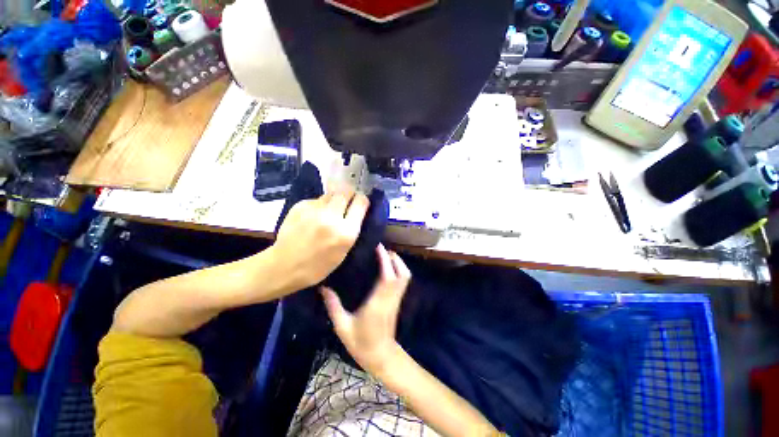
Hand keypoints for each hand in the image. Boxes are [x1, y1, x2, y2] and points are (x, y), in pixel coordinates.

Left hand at [272, 187, 368, 291]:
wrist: (285, 266)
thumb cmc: (319, 265)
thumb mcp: (344, 251)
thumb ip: (352, 229)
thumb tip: (356, 211)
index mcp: (346, 232)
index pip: (360, 202)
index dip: (362, 200)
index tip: (360, 203)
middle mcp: (331, 217)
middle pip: (346, 191)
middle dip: (349, 194)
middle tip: (347, 201)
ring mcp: (313, 210)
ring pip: (330, 193)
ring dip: (334, 199)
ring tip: (330, 209)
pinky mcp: (299, 206)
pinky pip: (316, 199)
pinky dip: (318, 205)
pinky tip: (313, 216)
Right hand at [321, 244, 410, 376]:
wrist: (381, 357)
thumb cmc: (361, 343)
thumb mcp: (342, 327)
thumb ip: (333, 306)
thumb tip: (323, 288)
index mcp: (377, 303)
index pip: (387, 277)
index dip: (385, 260)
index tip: (378, 247)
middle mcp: (390, 299)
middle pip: (401, 273)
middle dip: (394, 258)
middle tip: (382, 249)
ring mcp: (396, 300)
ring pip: (405, 277)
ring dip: (399, 263)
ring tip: (386, 256)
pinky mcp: (398, 301)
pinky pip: (403, 282)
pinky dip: (399, 270)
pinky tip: (388, 268)